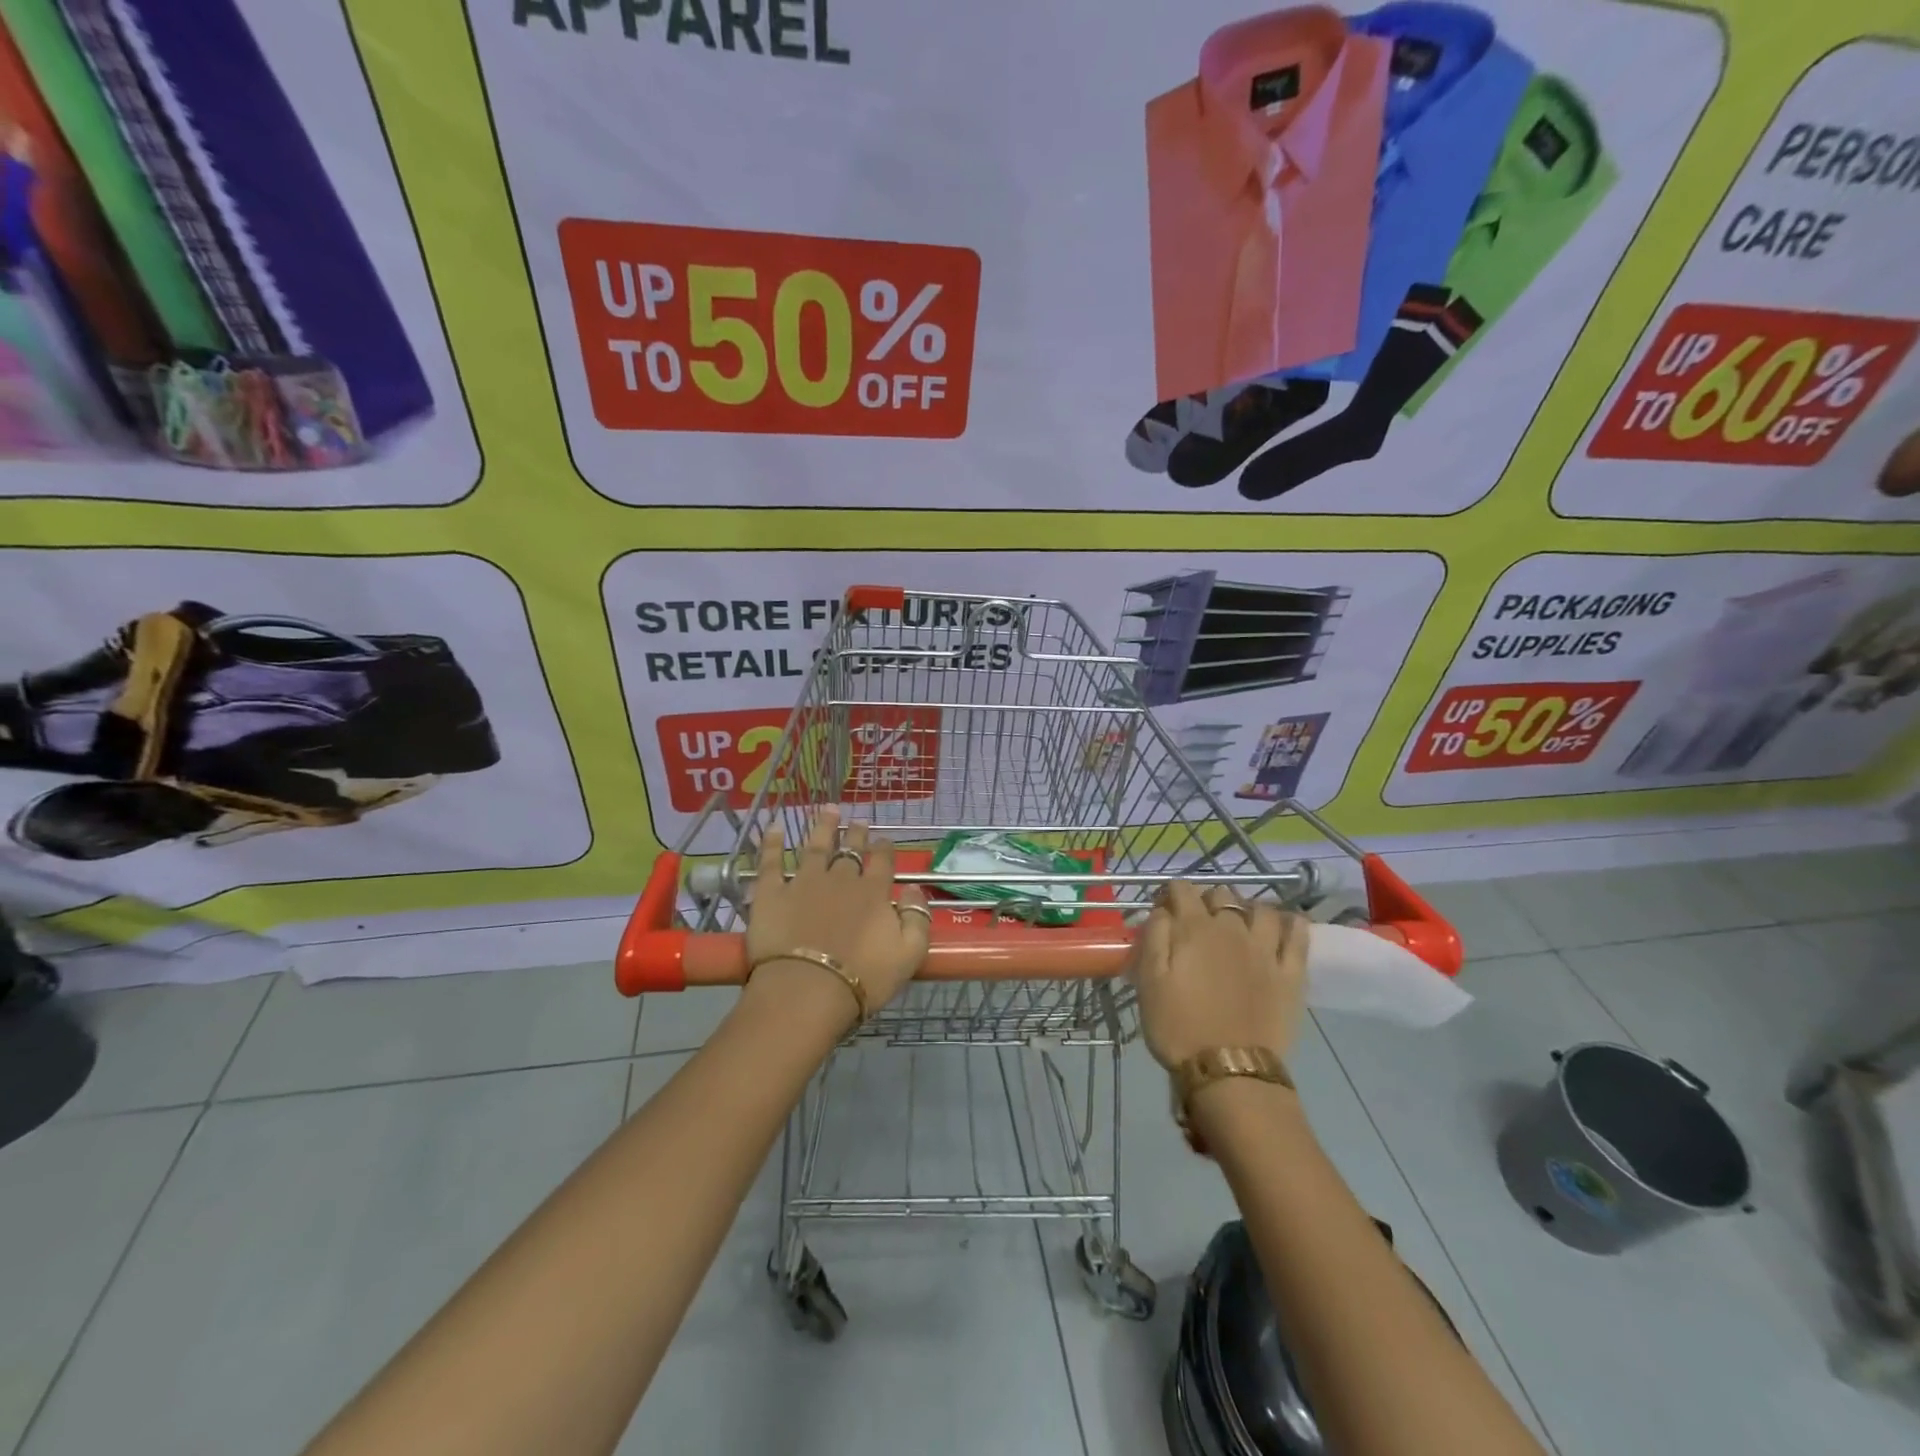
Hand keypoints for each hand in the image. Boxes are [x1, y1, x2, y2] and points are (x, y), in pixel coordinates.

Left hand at [744, 807, 929, 1023]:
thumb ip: (917, 918)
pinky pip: (771, 863)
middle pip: (850, 851)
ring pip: (815, 847)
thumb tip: (915, 889)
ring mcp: (804, 883)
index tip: (884, 841)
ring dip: (823, 827)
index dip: (884, 850)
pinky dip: (772, 843)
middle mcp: (841, 880)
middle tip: (858, 821)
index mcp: (873, 893)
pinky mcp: (772, 894)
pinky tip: (774, 827)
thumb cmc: (864, 978)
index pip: (882, 862)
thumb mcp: (909, 954)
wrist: (808, 990)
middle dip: (856, 834)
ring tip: (828, 810)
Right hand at [1129, 882, 1308, 1069]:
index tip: (1163, 908)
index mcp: (1194, 929)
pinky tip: (1285, 925)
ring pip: (1261, 908)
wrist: (1229, 1070)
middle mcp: (1232, 928)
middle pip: (1222, 895)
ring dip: (1247, 908)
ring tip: (1240, 924)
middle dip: (1207, 900)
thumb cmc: (1178, 1026)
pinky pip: (1298, 935)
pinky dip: (1292, 923)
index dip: (1170, 893)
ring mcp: (1266, 948)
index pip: (1182, 889)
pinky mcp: (1291, 972)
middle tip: (1198, 922)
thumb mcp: (1149, 981)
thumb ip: (1154, 937)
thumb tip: (1163, 911)